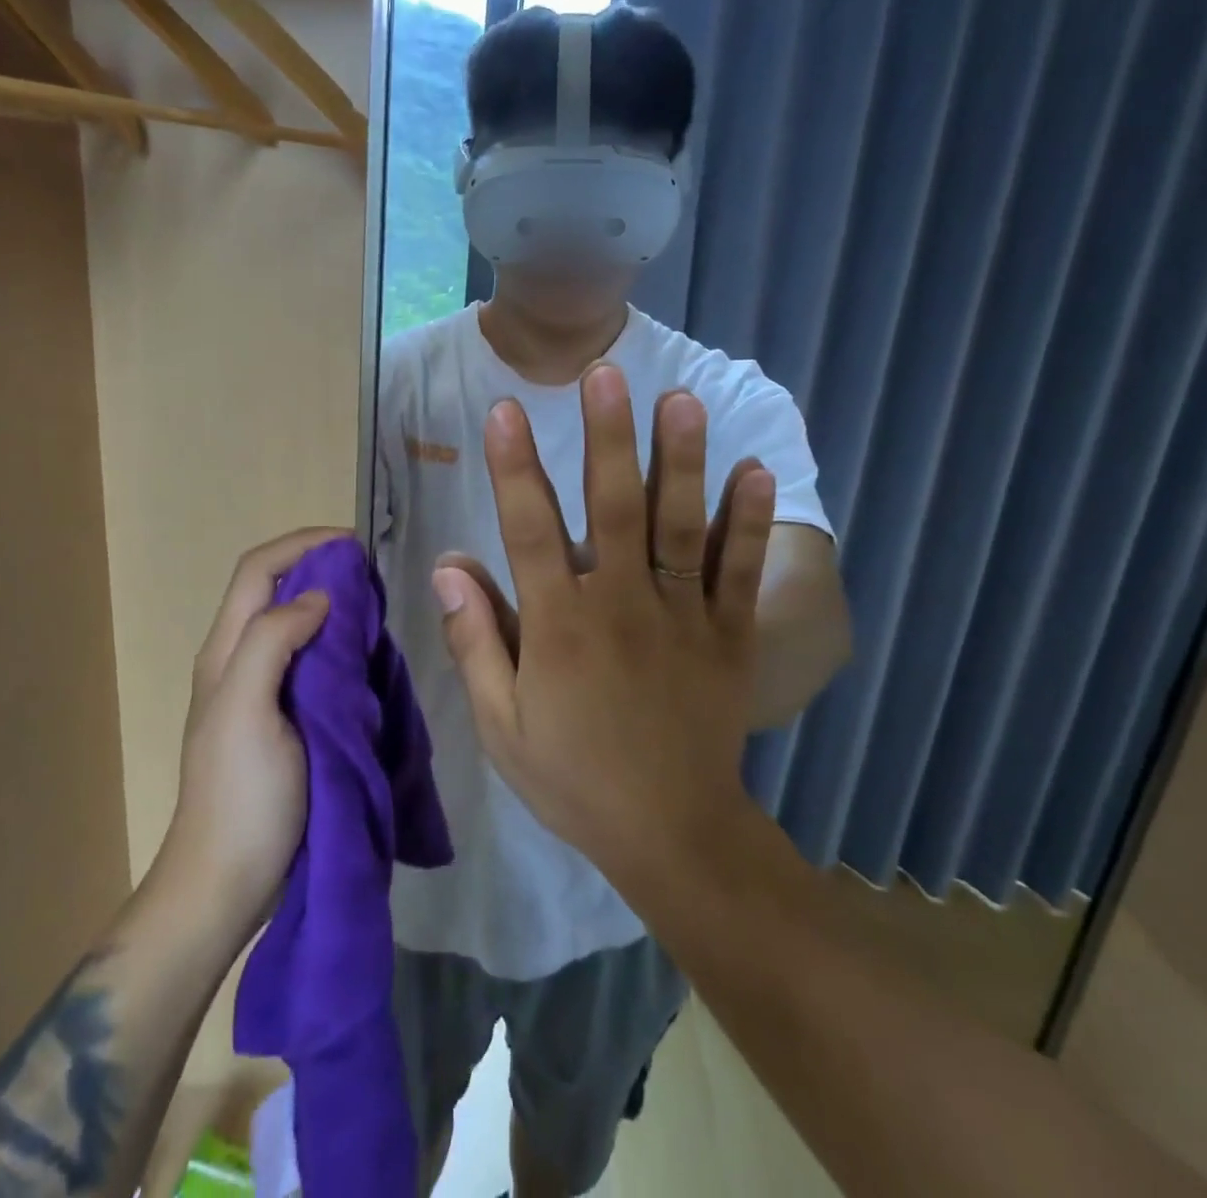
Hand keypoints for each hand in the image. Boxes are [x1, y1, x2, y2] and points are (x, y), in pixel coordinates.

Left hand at [158, 527, 343, 936]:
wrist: (228, 880)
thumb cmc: (240, 794)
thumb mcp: (247, 710)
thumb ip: (273, 642)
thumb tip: (319, 596)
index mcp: (227, 651)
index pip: (258, 570)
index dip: (303, 544)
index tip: (354, 545)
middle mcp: (239, 660)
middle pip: (275, 589)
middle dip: (319, 567)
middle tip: (370, 577)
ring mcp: (261, 690)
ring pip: (295, 621)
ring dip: (331, 602)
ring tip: (372, 608)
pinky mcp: (284, 717)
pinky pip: (311, 658)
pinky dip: (337, 641)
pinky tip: (363, 654)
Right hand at [432, 364, 775, 884]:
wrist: (671, 833)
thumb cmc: (575, 777)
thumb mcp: (502, 726)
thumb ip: (474, 642)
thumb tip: (449, 566)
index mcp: (560, 627)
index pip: (529, 530)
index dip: (514, 467)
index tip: (505, 410)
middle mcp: (622, 605)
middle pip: (613, 508)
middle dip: (608, 438)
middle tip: (606, 374)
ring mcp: (683, 616)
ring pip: (681, 525)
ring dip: (682, 460)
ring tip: (682, 400)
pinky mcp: (730, 634)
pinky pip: (741, 570)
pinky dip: (749, 521)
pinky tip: (757, 471)